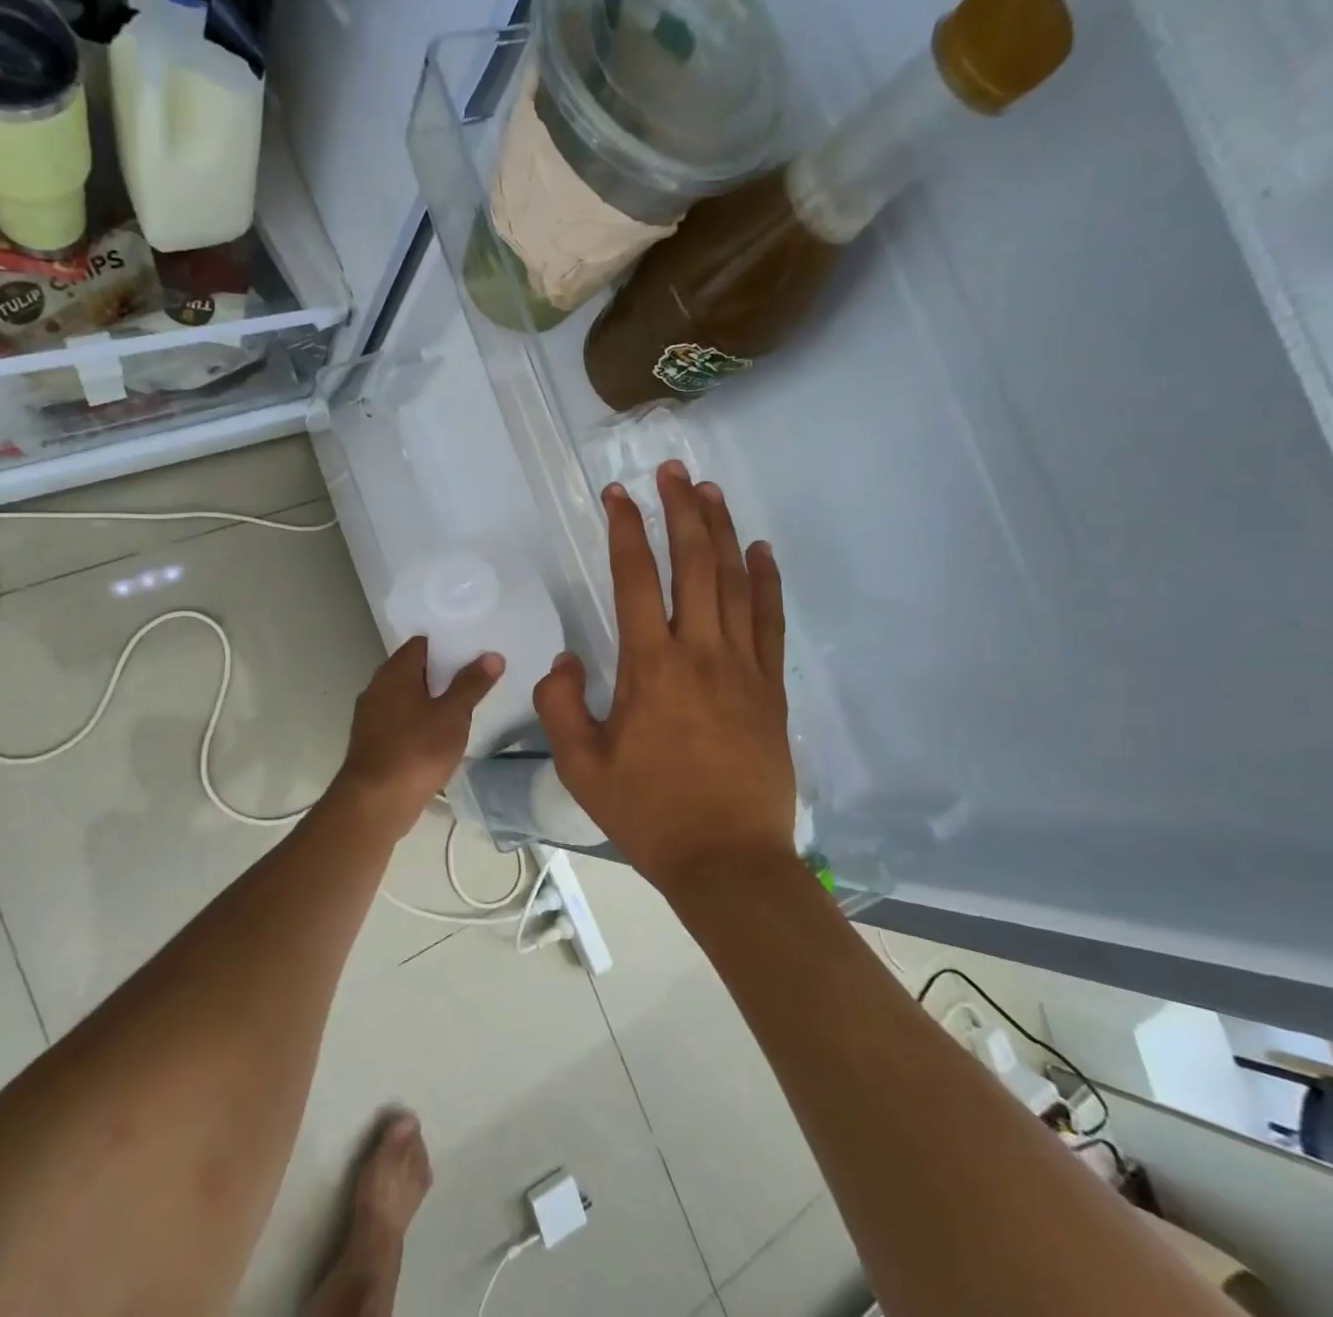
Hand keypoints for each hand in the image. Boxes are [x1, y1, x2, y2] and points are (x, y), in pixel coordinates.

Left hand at [335, 637, 500, 826]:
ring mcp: (370, 716)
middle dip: (441, 674)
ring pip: (405, 697)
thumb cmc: (416, 751)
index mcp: (395, 673)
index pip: (421, 643)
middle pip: (413, 669)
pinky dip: (418, 722)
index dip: (447, 645)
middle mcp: (377, 687)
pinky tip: (438, 736)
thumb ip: (472, 684)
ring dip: (430, 700)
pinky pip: (399, 721)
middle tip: (474, 679)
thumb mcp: (452, 716)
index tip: (472, 653)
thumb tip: (492, 655)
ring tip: (461, 707)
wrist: (374, 803)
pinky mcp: (371, 742)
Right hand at [533, 462, 796, 890]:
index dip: (625, 530)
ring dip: (722, 531)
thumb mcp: (581, 768)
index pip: (636, 579)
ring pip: (735, 581)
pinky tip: (761, 550)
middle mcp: (701, 653)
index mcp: (651, 668)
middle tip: (671, 470)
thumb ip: (561, 706)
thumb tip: (566, 660)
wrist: (728, 862)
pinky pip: (771, 621)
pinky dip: (767, 580)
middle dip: (680, 510)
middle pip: (694, 563)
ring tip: (709, 491)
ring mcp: (744, 667)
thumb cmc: (650, 815)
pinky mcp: (771, 688)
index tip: (617, 495)